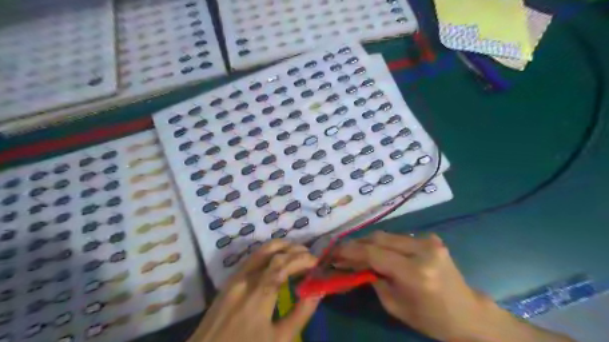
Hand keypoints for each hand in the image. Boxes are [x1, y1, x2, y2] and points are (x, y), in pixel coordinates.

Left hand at [190, 239, 323, 340]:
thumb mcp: (278, 340)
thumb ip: (300, 314)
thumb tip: (317, 291)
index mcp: (258, 294)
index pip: (283, 264)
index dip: (302, 258)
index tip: (317, 261)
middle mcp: (245, 279)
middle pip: (271, 252)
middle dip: (293, 249)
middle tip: (309, 255)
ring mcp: (234, 279)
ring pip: (258, 252)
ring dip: (280, 247)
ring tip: (295, 251)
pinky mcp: (227, 282)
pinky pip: (250, 259)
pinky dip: (267, 254)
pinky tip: (275, 260)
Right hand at [333, 231, 576, 341]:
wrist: (468, 313)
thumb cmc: (431, 319)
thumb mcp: (395, 305)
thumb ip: (373, 279)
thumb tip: (353, 264)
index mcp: (415, 273)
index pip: (374, 254)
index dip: (350, 251)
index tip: (334, 252)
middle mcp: (423, 250)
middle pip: (380, 238)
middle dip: (358, 243)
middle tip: (342, 251)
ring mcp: (429, 241)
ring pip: (388, 235)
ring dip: (370, 242)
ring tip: (356, 251)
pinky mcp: (432, 238)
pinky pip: (400, 238)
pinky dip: (385, 243)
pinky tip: (378, 251)